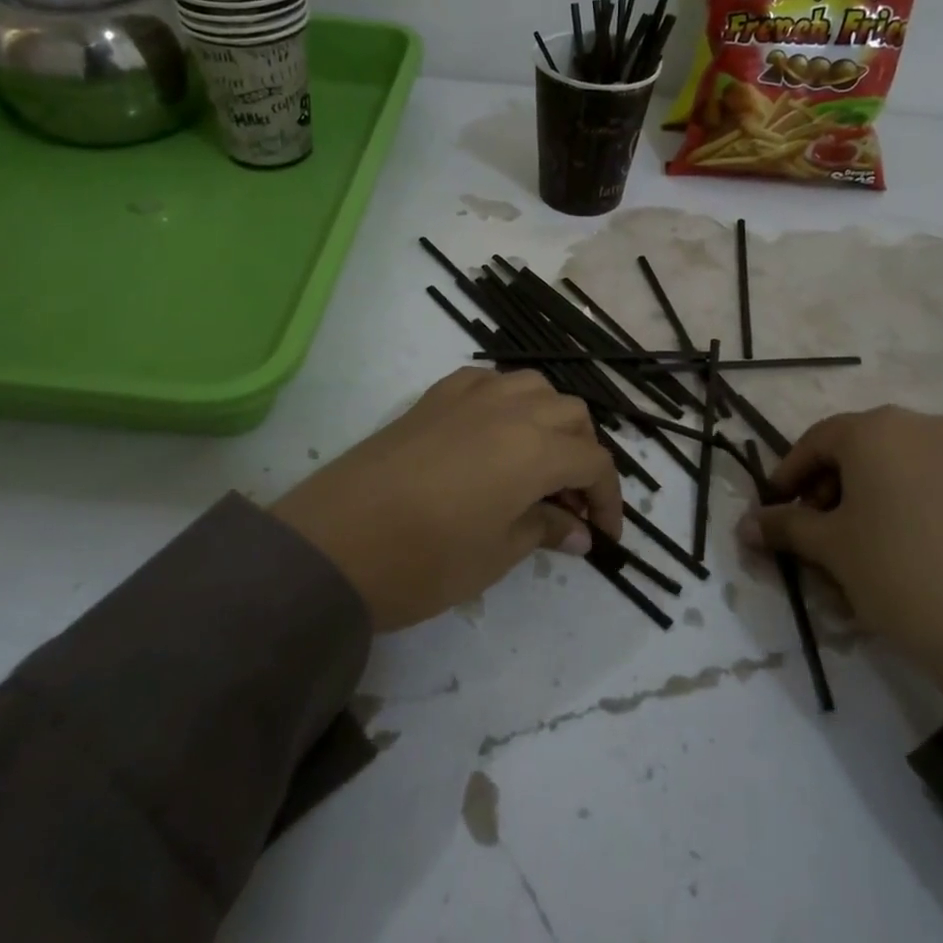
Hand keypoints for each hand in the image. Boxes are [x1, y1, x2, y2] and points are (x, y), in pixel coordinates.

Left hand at [272, 368, 622, 631]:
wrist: (333, 543)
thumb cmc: (423, 560)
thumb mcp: (496, 554)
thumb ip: (545, 531)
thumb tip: (580, 532)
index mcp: (534, 449)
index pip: (594, 463)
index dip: (609, 500)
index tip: (605, 535)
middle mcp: (510, 409)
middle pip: (572, 416)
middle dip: (583, 455)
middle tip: (571, 502)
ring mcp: (469, 395)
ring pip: (534, 388)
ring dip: (551, 420)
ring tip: (540, 462)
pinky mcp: (434, 397)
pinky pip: (489, 382)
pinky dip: (508, 401)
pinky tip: (497, 432)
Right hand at [741, 406, 942, 696]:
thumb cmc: (898, 570)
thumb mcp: (830, 548)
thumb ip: (784, 526)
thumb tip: (745, 525)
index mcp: (876, 429)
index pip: (815, 441)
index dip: (787, 476)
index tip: (773, 511)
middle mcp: (921, 424)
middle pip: (855, 449)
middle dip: (826, 488)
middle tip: (813, 531)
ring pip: (893, 464)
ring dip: (863, 496)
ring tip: (855, 544)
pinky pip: (928, 479)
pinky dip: (901, 502)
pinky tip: (896, 545)